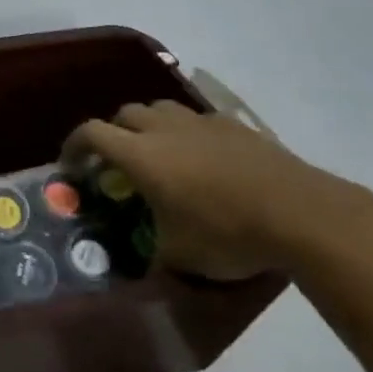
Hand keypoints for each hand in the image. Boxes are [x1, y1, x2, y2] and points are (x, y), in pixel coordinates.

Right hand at [62, 102, 364, 278]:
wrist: (302, 215)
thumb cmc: (228, 234)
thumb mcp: (179, 257)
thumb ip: (153, 251)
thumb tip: (147, 262)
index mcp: (140, 155)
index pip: (90, 133)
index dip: (73, 145)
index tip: (70, 165)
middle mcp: (164, 129)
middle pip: (123, 113)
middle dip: (112, 133)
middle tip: (115, 162)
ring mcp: (201, 123)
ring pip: (160, 109)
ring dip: (148, 126)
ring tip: (158, 153)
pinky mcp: (235, 126)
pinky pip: (197, 119)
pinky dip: (186, 132)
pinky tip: (201, 159)